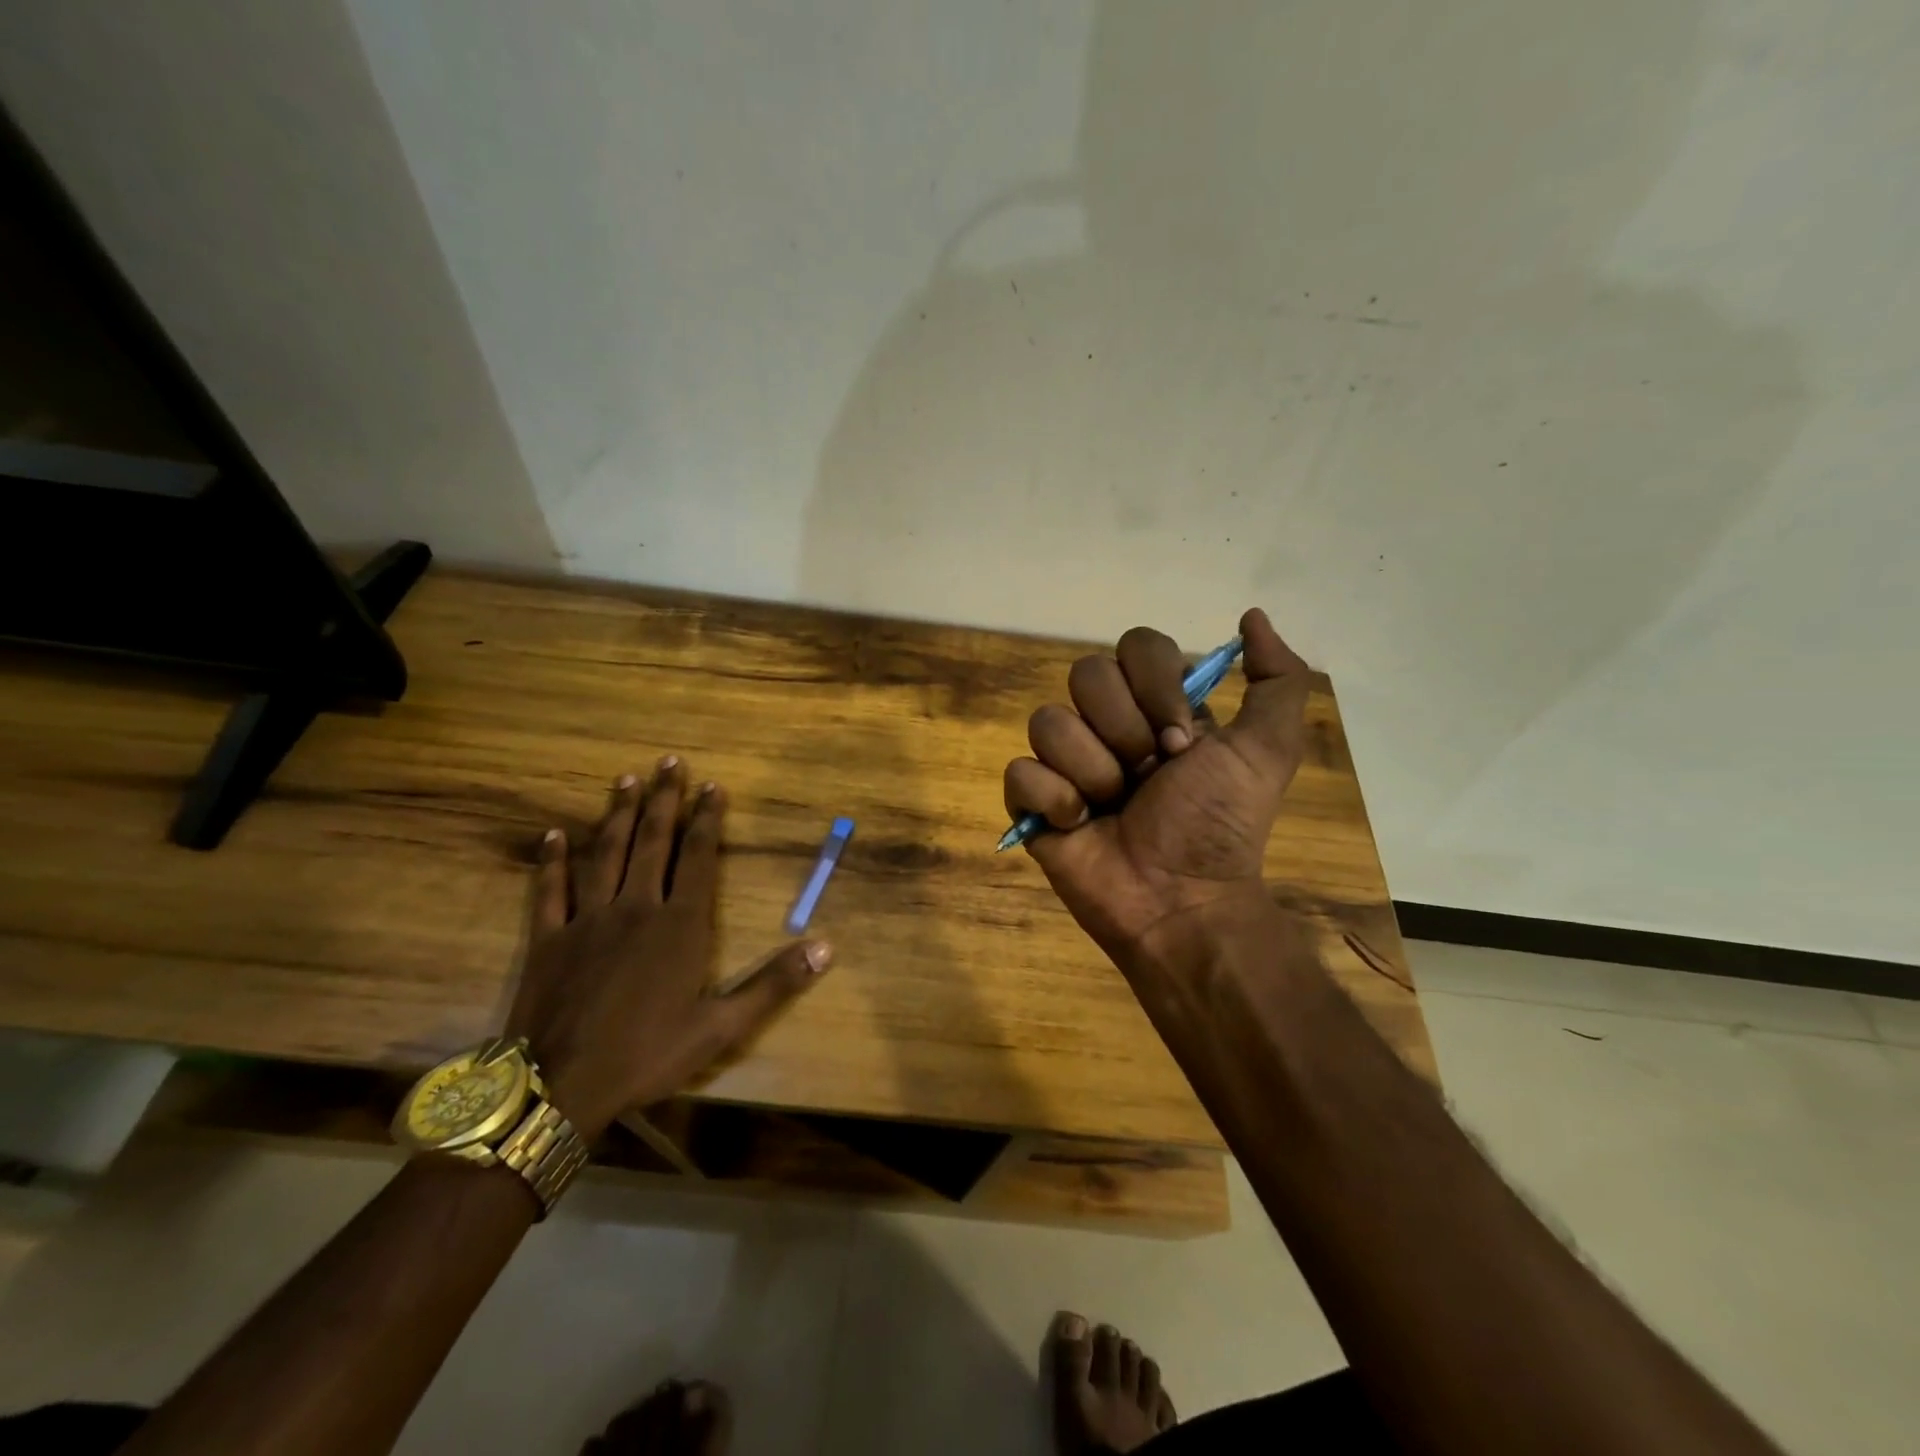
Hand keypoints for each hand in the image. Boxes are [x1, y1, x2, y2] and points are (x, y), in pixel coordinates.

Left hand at [507, 758, 832, 1139]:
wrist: (561, 1086)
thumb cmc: (649, 1054)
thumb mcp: (723, 1026)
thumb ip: (775, 983)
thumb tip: (826, 947)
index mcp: (681, 924)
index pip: (699, 857)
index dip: (707, 819)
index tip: (711, 785)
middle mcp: (636, 907)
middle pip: (652, 842)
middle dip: (663, 800)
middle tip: (667, 761)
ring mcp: (589, 920)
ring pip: (605, 854)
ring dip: (616, 815)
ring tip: (624, 779)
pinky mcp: (549, 939)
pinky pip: (550, 890)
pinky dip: (552, 861)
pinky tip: (553, 834)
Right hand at [1003, 608, 1311, 968]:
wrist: (1181, 899)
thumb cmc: (1221, 825)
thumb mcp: (1268, 749)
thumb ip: (1278, 679)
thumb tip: (1250, 616)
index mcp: (1154, 706)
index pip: (1134, 646)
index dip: (1155, 687)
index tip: (1182, 742)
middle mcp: (1106, 724)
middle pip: (1085, 675)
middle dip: (1123, 731)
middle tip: (1149, 777)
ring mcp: (1065, 762)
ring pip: (1048, 722)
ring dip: (1092, 771)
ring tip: (1113, 807)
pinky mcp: (1032, 802)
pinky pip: (1020, 772)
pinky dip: (1053, 799)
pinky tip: (1079, 825)